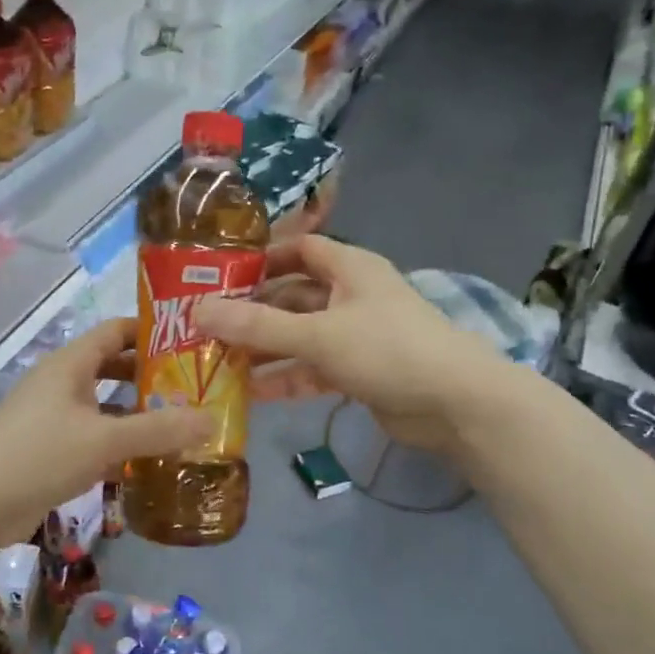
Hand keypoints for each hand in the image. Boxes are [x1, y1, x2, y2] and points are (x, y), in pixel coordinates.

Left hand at [0, 316, 211, 551]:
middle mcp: (63, 385)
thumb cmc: (36, 454)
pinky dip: (120, 447)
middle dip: (151, 376)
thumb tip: (212, 419)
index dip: (152, 331)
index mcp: (71, 364)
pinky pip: (94, 441)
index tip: (193, 340)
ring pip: (105, 408)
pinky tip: (151, 463)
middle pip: (113, 368)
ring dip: (138, 415)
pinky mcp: (50, 454)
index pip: (116, 331)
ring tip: (184, 424)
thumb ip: (158, 430)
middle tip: (197, 387)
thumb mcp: (103, 439)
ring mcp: (54, 420)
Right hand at [193, 236, 511, 452]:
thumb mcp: (317, 335)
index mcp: (349, 268)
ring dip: (264, 349)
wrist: (456, 404)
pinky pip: (313, 368)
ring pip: (299, 336)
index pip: (298, 249)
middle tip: (206, 328)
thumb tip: (197, 312)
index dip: (261, 259)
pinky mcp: (359, 371)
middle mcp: (350, 296)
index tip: (219, 277)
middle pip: (292, 296)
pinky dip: (286, 377)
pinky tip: (251, 393)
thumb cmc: (387, 349)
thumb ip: (257, 326)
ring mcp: (356, 335)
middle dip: (253, 312)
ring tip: (218, 363)